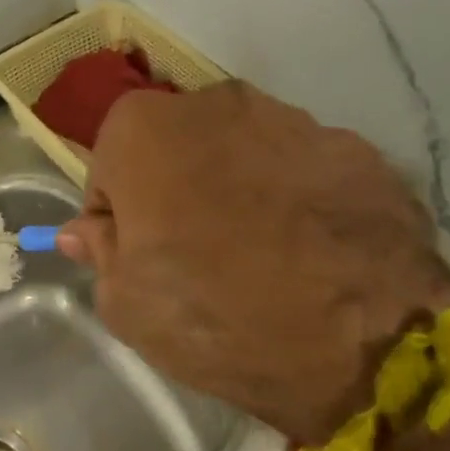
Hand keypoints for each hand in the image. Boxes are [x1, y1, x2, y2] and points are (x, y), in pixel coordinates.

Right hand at [56, 82, 449, 444]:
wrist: (362, 346)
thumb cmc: (214, 318)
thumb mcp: (126, 304)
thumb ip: (100, 251)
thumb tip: (87, 229)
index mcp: (147, 131)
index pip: (109, 165)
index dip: (117, 212)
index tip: (136, 254)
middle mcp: (221, 103)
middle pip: (178, 148)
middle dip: (175, 191)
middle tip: (194, 256)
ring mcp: (299, 121)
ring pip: (244, 154)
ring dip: (237, 192)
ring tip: (260, 258)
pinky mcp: (360, 150)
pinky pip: (303, 172)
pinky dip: (296, 201)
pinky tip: (309, 254)